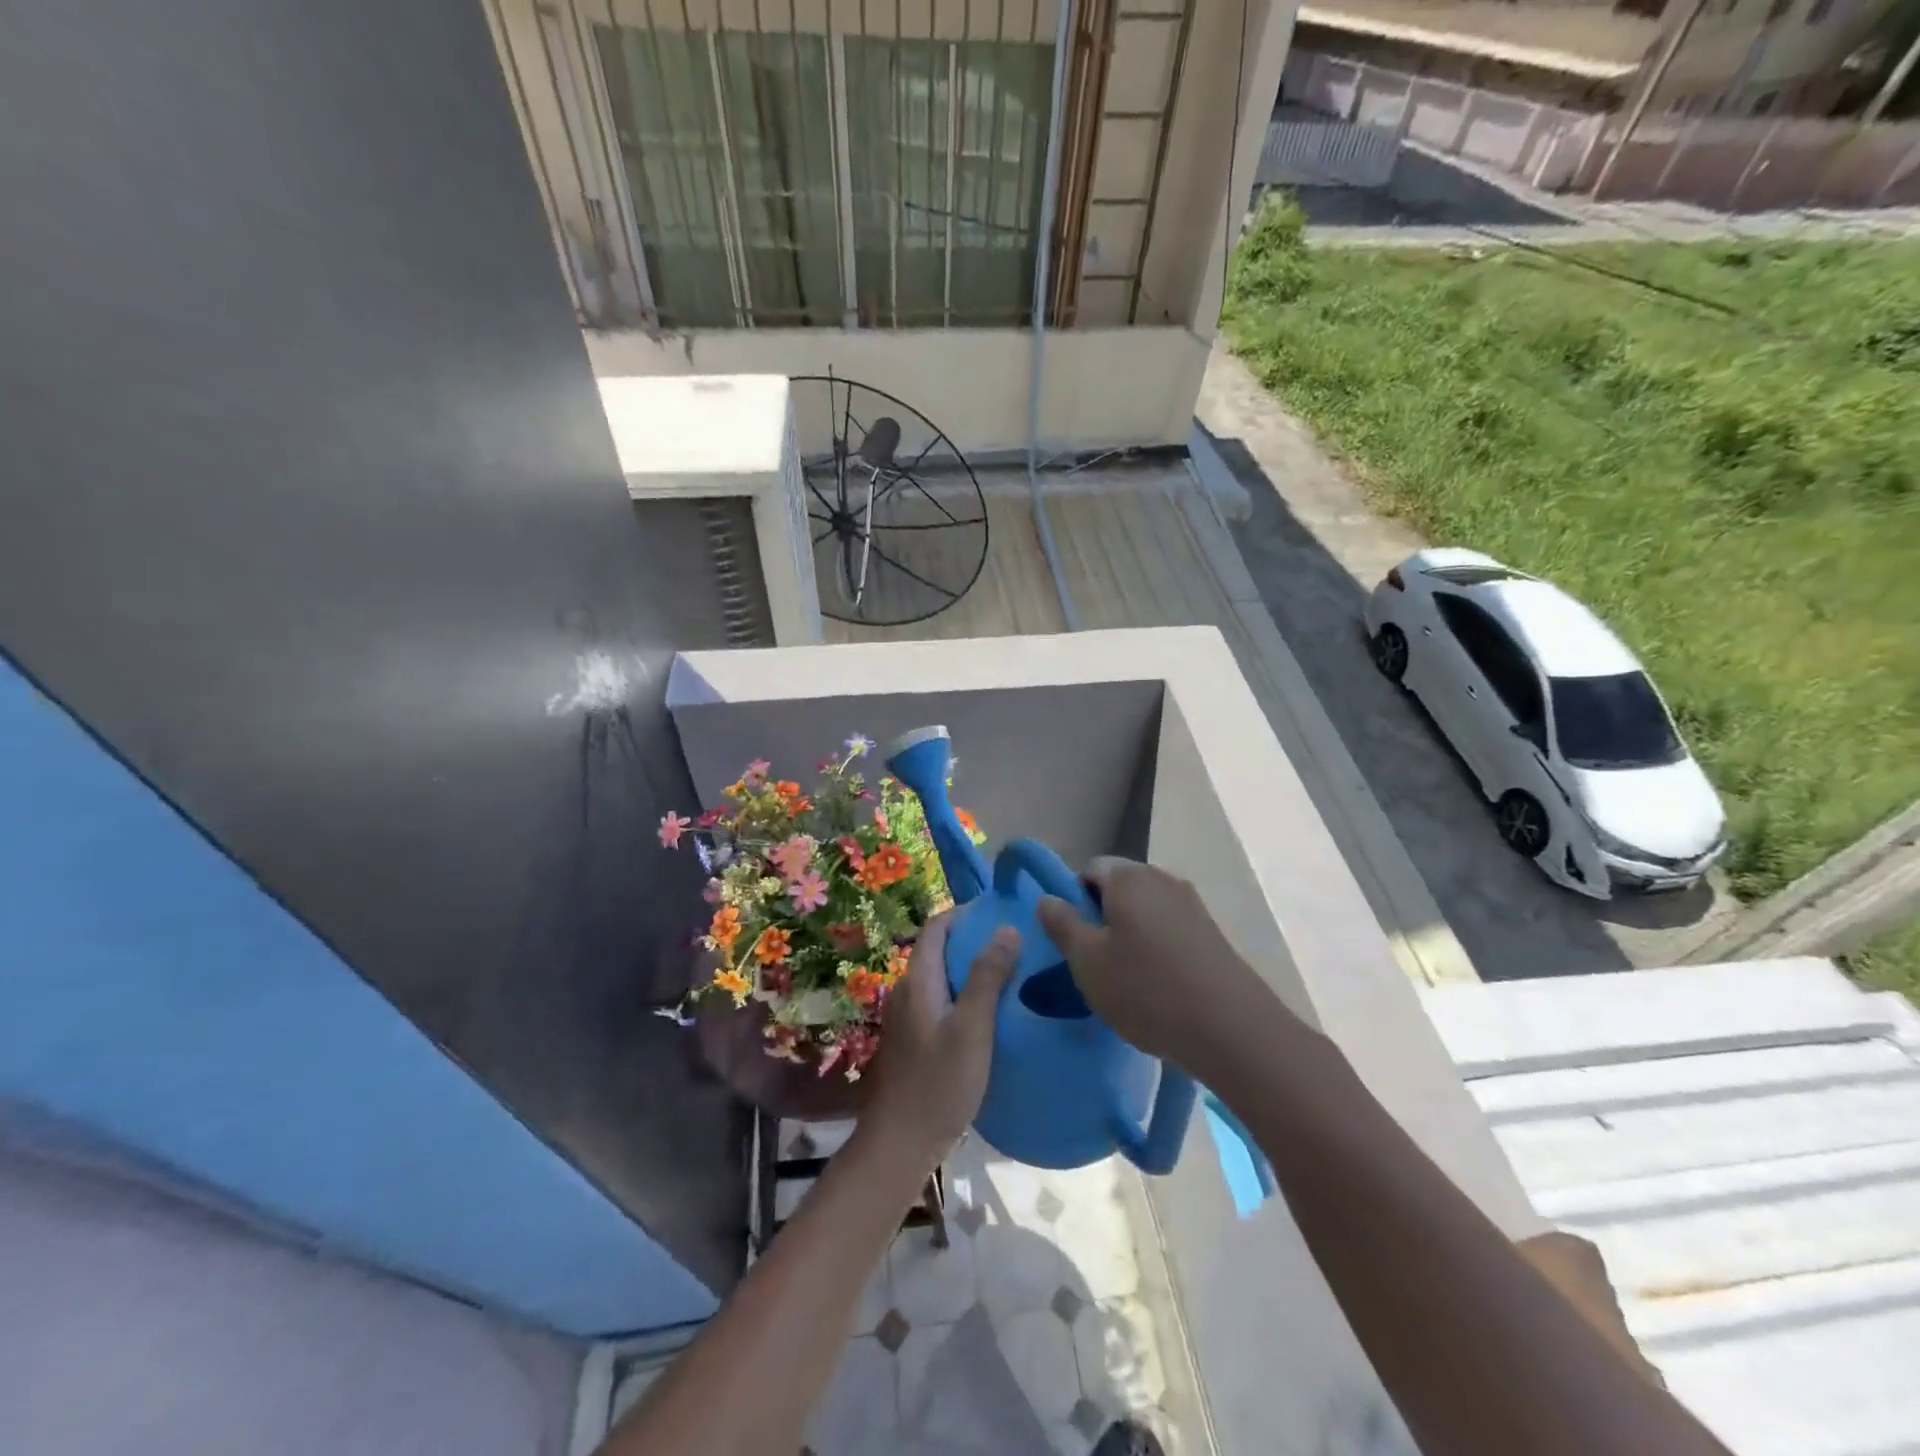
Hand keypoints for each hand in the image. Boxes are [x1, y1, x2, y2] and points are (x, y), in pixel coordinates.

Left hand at [861, 912, 1019, 1167]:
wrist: (901, 1143)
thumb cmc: (939, 1083)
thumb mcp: (972, 1028)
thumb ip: (987, 977)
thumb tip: (1006, 928)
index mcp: (918, 981)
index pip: (935, 928)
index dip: (963, 914)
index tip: (998, 913)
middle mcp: (907, 991)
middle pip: (938, 951)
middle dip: (972, 941)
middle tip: (1013, 944)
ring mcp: (907, 1018)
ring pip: (940, 979)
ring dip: (969, 970)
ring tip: (1008, 975)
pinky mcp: (913, 1040)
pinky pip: (940, 1002)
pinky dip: (963, 996)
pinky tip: (988, 1015)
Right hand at [1036, 857, 1274, 1072]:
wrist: (1232, 1029)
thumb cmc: (1146, 990)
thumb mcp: (1087, 961)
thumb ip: (1062, 924)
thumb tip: (1047, 898)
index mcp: (1128, 877)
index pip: (1089, 870)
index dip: (1074, 901)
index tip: (1074, 941)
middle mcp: (1162, 879)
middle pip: (1119, 888)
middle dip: (1102, 918)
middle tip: (1095, 963)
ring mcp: (1192, 904)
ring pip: (1145, 910)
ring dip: (1130, 935)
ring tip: (1126, 980)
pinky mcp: (1212, 932)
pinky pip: (1170, 929)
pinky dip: (1157, 948)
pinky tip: (1158, 986)